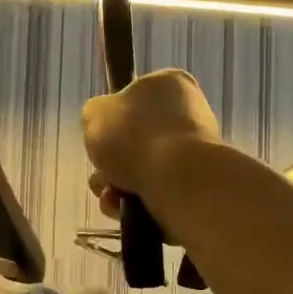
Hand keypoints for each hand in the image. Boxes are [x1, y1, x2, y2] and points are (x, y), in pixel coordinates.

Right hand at [81, 68, 221, 217]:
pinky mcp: (198, 183)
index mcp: (170, 83)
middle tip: (101, 173)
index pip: (134, 96)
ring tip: (110, 196)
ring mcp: (197, 149)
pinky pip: (158, 190)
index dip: (112, 118)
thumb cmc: (135, 136)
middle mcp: (189, 112)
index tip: (101, 135)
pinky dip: (138, 201)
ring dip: (119, 185)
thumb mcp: (94, 114)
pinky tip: (124, 210)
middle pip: (136, 138)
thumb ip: (95, 115)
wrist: (178, 179)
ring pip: (144, 168)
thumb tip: (105, 126)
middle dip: (112, 161)